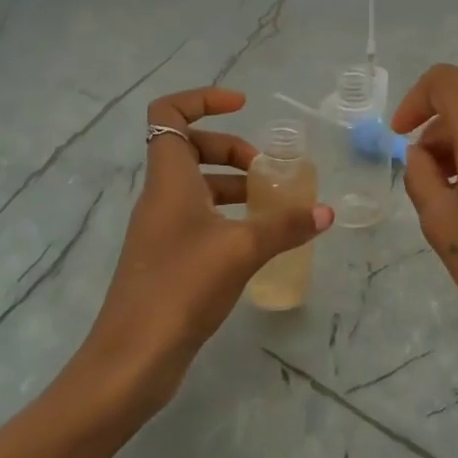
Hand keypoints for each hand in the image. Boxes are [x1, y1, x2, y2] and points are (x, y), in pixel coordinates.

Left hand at [75, 87, 331, 409]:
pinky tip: (255, 241)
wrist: (132, 357)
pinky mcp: (165, 258)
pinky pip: (197, 217)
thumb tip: (326, 212)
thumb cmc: (182, 287)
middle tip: (267, 170)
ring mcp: (160, 228)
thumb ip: (285, 227)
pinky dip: (226, 216)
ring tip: (271, 205)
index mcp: (169, 179)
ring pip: (196, 186)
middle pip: (189, 147)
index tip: (243, 107)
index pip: (169, 113)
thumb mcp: (241, 251)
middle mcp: (160, 196)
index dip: (203, 99)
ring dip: (232, 184)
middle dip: (230, 148)